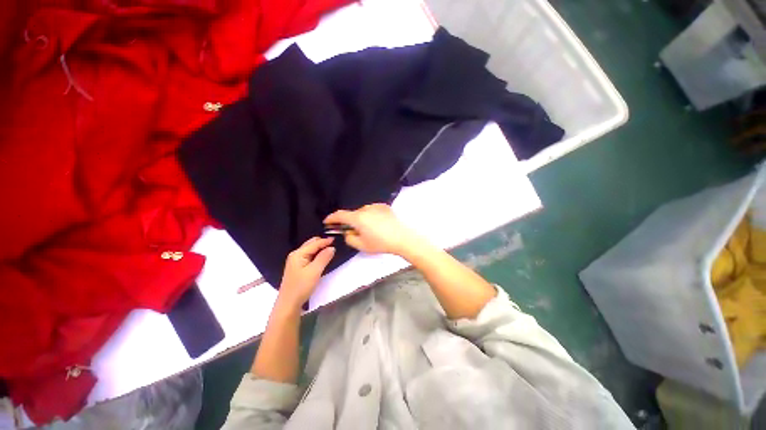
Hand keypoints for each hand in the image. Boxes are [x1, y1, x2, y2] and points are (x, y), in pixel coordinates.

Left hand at [277, 237, 334, 309]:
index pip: (314, 243)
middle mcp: (296, 255)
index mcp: (298, 254)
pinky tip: (322, 257)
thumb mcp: (315, 271)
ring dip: (319, 248)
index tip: (336, 239)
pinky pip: (309, 256)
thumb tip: (332, 247)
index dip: (325, 241)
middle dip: (322, 242)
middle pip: (311, 244)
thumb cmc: (301, 287)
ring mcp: (296, 261)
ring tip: (330, 249)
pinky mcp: (298, 267)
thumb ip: (324, 258)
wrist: (289, 303)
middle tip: (334, 244)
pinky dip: (316, 254)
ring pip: (310, 250)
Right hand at [323, 203, 420, 256]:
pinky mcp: (384, 206)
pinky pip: (372, 210)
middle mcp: (365, 208)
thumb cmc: (381, 243)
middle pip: (352, 214)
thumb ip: (349, 238)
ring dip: (361, 219)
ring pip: (363, 212)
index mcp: (358, 218)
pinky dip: (371, 216)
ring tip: (369, 229)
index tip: (327, 222)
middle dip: (350, 222)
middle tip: (353, 232)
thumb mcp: (361, 245)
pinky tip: (377, 224)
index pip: (340, 215)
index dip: (331, 218)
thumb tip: (348, 232)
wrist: (402, 238)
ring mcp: (376, 206)